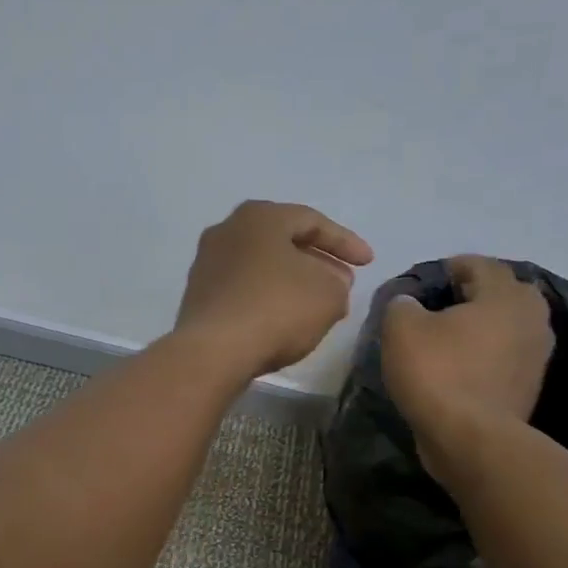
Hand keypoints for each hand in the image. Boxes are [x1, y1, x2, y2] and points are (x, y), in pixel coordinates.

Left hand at [174, 201, 374, 377]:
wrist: (213, 351)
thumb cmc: (276, 309)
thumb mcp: (329, 295)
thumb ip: (338, 283)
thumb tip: (330, 283)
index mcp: (259, 216)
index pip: (312, 221)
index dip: (345, 242)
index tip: (368, 263)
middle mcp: (227, 231)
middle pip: (283, 242)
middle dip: (317, 262)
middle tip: (343, 283)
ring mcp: (207, 264)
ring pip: (262, 267)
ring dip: (293, 282)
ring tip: (318, 305)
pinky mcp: (199, 297)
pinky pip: (244, 290)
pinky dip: (268, 299)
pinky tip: (284, 321)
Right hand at [380, 255, 554, 466]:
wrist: (470, 439)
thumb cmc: (438, 373)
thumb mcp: (401, 330)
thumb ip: (402, 305)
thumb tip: (408, 304)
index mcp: (506, 294)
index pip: (479, 265)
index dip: (450, 268)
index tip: (426, 280)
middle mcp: (532, 318)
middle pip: (500, 294)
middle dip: (472, 295)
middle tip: (438, 307)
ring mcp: (536, 355)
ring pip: (505, 327)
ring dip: (480, 328)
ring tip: (446, 338)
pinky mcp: (529, 386)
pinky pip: (504, 357)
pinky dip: (484, 356)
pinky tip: (458, 367)